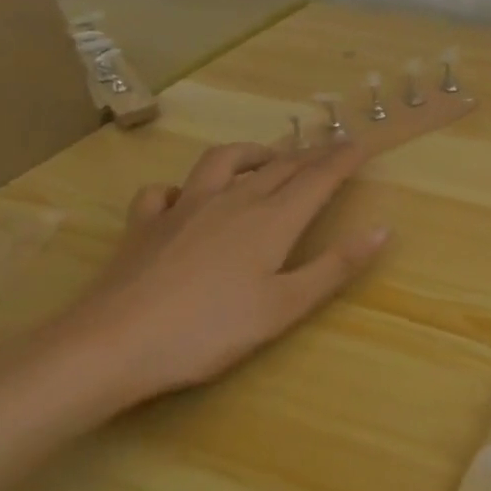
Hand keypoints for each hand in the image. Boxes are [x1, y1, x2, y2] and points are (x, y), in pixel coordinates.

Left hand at [41, 140, 387, 412]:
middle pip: (280, 166)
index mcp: (272, 220)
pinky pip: (165, 191)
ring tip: (268, 158)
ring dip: (253, 154)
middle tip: (332, 148)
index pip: (318, 178)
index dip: (343, 159)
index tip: (363, 144)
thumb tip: (383, 230)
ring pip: (223, 162)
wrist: (108, 346)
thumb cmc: (208, 330)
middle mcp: (233, 202)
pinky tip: (184, 198)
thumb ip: (334, 266)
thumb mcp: (284, 307)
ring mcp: (183, 208)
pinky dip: (182, 188)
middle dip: (311, 154)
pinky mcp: (144, 224)